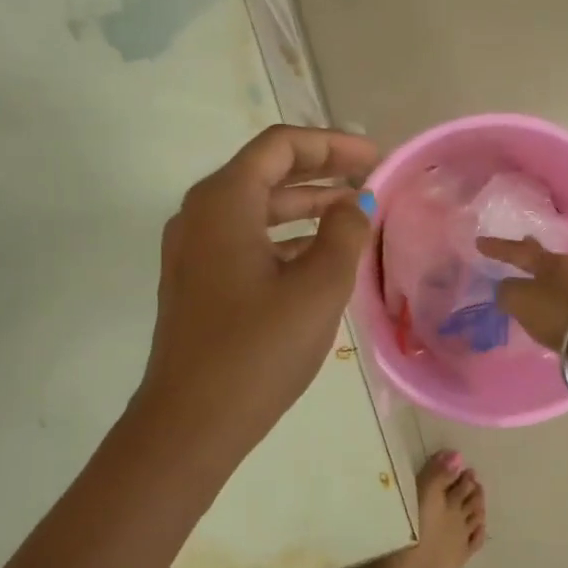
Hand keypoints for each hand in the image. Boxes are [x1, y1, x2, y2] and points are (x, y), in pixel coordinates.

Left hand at [134, 126, 380, 461]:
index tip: (376, 158)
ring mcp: (194, 250)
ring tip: (355, 214)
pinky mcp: (198, 281)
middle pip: (267, 171)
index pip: (281, 146)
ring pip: (257, 208)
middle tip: (371, 180)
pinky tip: (321, 255)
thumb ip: (344, 233)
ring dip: (306, 205)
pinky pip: (247, 239)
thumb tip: (355, 202)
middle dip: (323, 171)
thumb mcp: (318, 287)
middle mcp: (201, 214)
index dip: (333, 144)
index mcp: (224, 202)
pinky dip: (286, 237)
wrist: (191, 423)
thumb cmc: (259, 349)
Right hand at [476, 236, 567, 351]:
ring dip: (564, 264)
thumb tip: (505, 288)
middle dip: (532, 249)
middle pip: (545, 255)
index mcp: (546, 263)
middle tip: (525, 240)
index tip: (479, 242)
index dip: (497, 248)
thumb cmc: (556, 314)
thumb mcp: (520, 301)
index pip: (516, 251)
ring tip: (563, 258)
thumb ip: (507, 291)